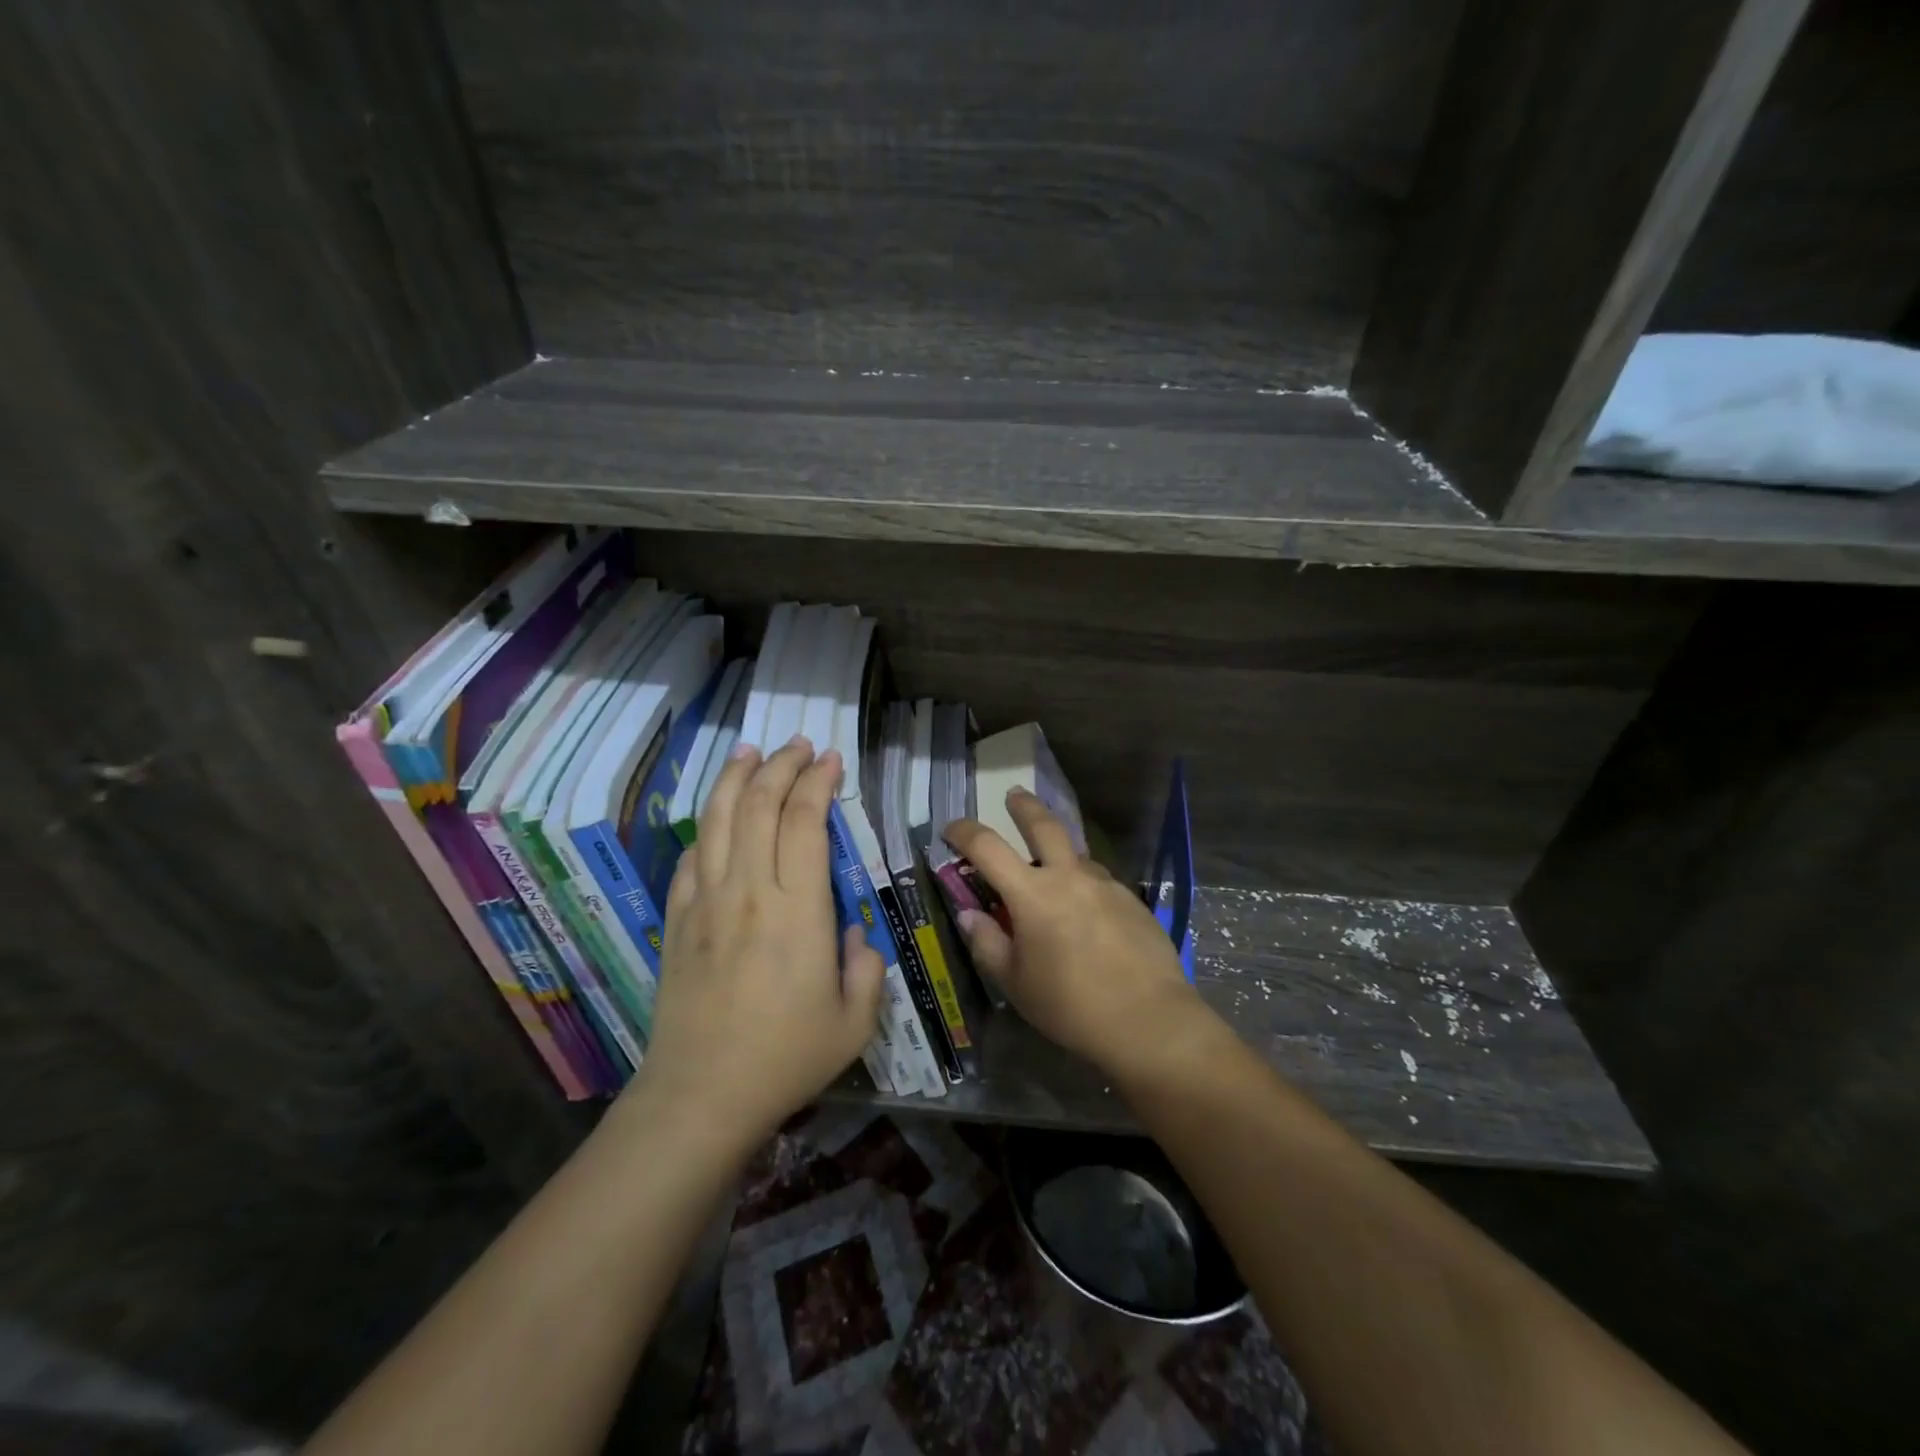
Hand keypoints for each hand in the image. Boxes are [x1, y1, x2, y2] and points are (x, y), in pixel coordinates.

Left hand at [634, 736, 885, 1146]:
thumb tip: (852, 933)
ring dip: (736, 779)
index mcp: (799, 910)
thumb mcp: (855, 1022)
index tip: (831, 760)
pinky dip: (707, 827)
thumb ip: (865, 967)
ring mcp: (706, 903)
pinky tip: (717, 817)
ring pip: (718, 820)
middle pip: (759, 806)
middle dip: (781, 766)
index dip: (818, 783)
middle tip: (798, 745)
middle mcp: (750, 892)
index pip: (804, 822)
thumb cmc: (786, 1058)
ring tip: (751, 752)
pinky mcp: (678, 921)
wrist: (701, 1095)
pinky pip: (691, 858)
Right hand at [944, 789, 1209, 1079]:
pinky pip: (1099, 881)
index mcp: (1032, 894)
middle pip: (1043, 825)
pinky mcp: (1132, 900)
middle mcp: (1069, 876)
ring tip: (1052, 873)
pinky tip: (1087, 913)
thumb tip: (970, 914)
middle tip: (1013, 795)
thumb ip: (987, 943)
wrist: (1149, 1020)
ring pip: (1076, 854)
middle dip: (1024, 806)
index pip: (987, 847)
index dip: (964, 832)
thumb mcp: (1015, 983)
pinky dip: (1084, 884)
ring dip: (1059, 853)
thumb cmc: (1071, 1005)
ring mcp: (1105, 885)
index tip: (950, 829)